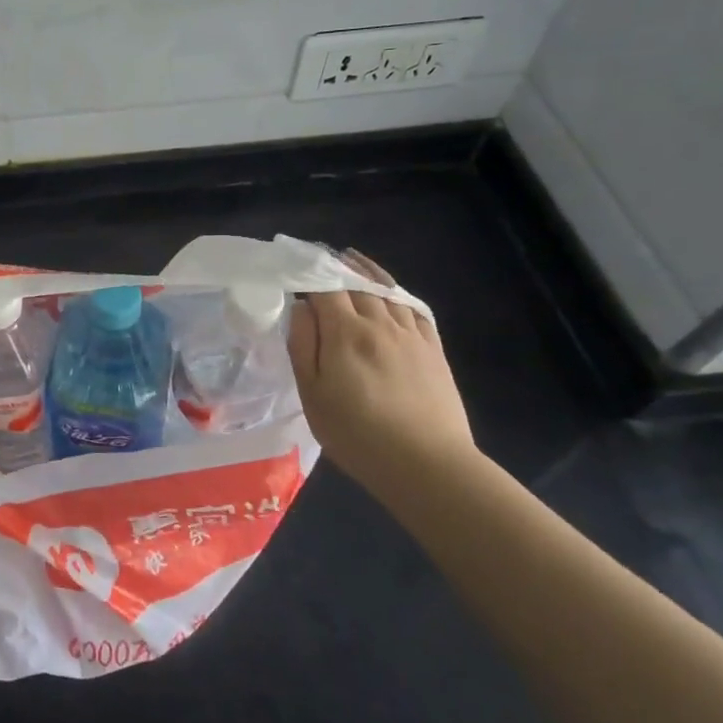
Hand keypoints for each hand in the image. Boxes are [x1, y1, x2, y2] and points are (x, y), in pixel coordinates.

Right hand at [287, 250, 477, 490]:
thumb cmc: (356, 434)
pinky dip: (396, 292)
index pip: (323, 289)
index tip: (290, 266)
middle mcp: (380, 323)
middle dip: (334, 267)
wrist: (426, 465)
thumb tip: (300, 308)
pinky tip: (389, 291)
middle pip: (355, 283)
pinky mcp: (432, 349)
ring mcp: (411, 335)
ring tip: (349, 259)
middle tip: (316, 257)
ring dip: (364, 271)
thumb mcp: (312, 395)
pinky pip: (413, 308)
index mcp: (345, 333)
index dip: (306, 274)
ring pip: (386, 290)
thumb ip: (303, 346)